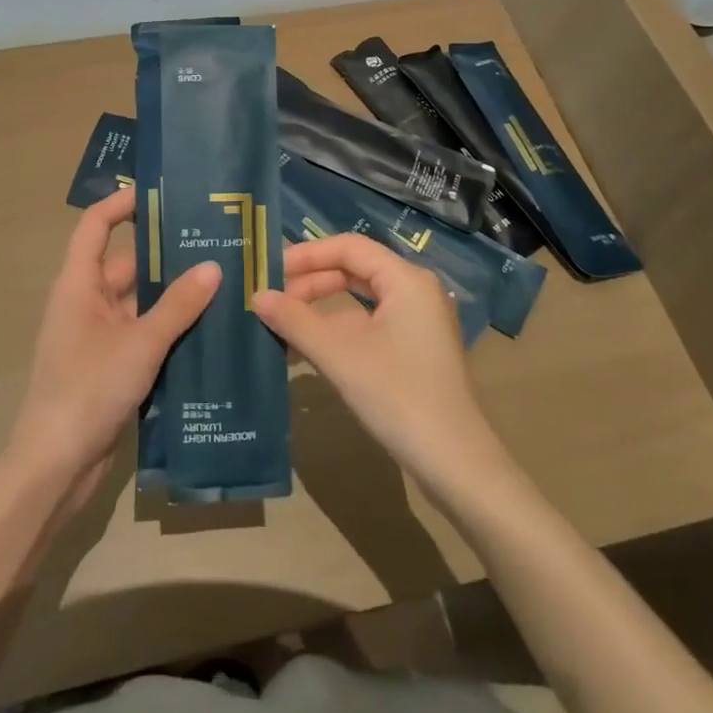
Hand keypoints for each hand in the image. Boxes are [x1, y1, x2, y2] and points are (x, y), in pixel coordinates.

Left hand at [5, 187, 219, 502]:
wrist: (55, 468)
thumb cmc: (88, 390)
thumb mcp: (139, 344)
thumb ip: (178, 306)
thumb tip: (214, 267)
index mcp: (79, 285)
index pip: (95, 225)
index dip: (122, 203)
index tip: (162, 193)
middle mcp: (86, 302)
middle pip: (127, 264)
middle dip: (167, 254)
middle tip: (215, 242)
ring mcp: (98, 335)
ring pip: (140, 301)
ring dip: (174, 295)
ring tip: (223, 280)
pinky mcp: (111, 365)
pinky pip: (143, 333)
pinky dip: (170, 327)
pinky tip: (209, 328)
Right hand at [255, 235, 507, 495]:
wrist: (456, 465)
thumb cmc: (398, 396)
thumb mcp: (339, 355)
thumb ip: (295, 320)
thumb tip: (256, 296)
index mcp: (406, 279)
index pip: (349, 247)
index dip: (307, 255)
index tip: (270, 272)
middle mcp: (416, 290)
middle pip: (354, 269)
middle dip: (311, 283)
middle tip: (272, 301)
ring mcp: (418, 321)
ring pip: (360, 299)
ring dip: (321, 309)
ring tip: (282, 325)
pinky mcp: (416, 349)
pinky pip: (370, 324)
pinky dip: (339, 330)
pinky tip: (308, 350)